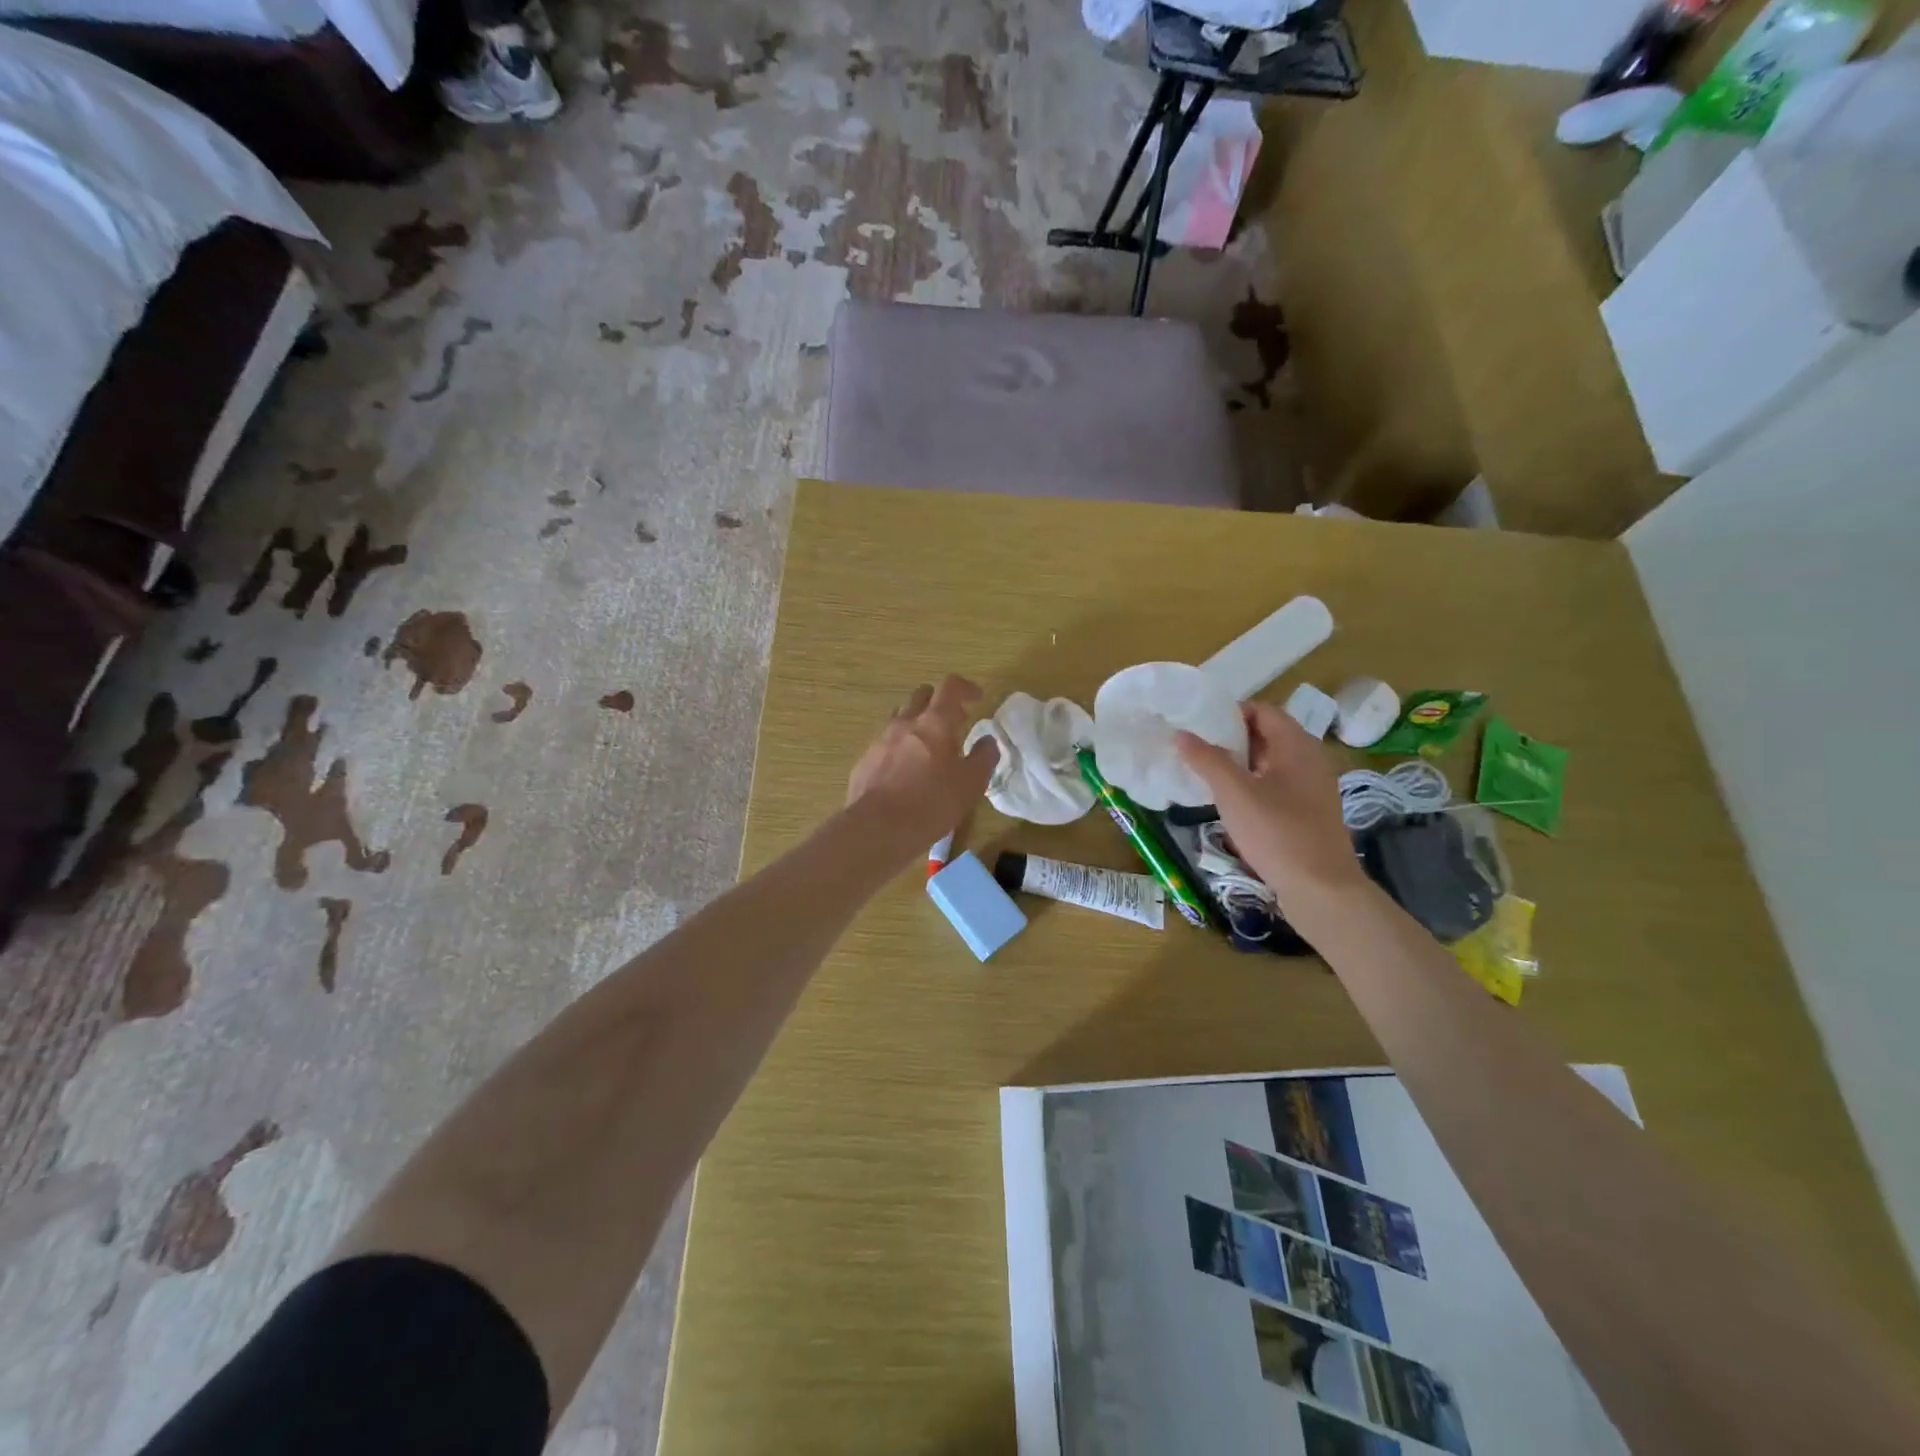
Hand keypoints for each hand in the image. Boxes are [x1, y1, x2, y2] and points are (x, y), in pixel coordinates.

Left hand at [847, 676, 998, 857]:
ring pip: (900, 717)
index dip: (966, 688)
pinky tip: (905, 771)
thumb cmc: (932, 803)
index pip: (950, 687)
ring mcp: (880, 740)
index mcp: (934, 722)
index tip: (977, 698)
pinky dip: (899, 747)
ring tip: (928, 747)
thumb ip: (983, 757)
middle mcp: (905, 723)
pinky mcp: (865, 760)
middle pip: (922, 696)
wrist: (878, 828)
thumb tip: (987, 741)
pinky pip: (885, 743)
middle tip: (953, 722)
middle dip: (939, 702)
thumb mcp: (971, 784)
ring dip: (917, 723)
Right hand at [1176, 703, 1366, 912]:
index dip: (1230, 713)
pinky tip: (1230, 803)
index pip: (1262, 710)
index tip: (1198, 725)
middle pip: (1266, 735)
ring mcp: (1312, 788)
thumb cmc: (1277, 833)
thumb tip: (1181, 734)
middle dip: (1230, 739)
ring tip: (1206, 774)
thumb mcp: (1234, 794)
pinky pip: (1276, 786)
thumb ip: (1207, 760)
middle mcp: (1309, 760)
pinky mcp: (1308, 812)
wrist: (1321, 889)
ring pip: (1270, 763)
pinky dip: (1252, 786)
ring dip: (1239, 764)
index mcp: (1297, 745)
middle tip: (1196, 749)